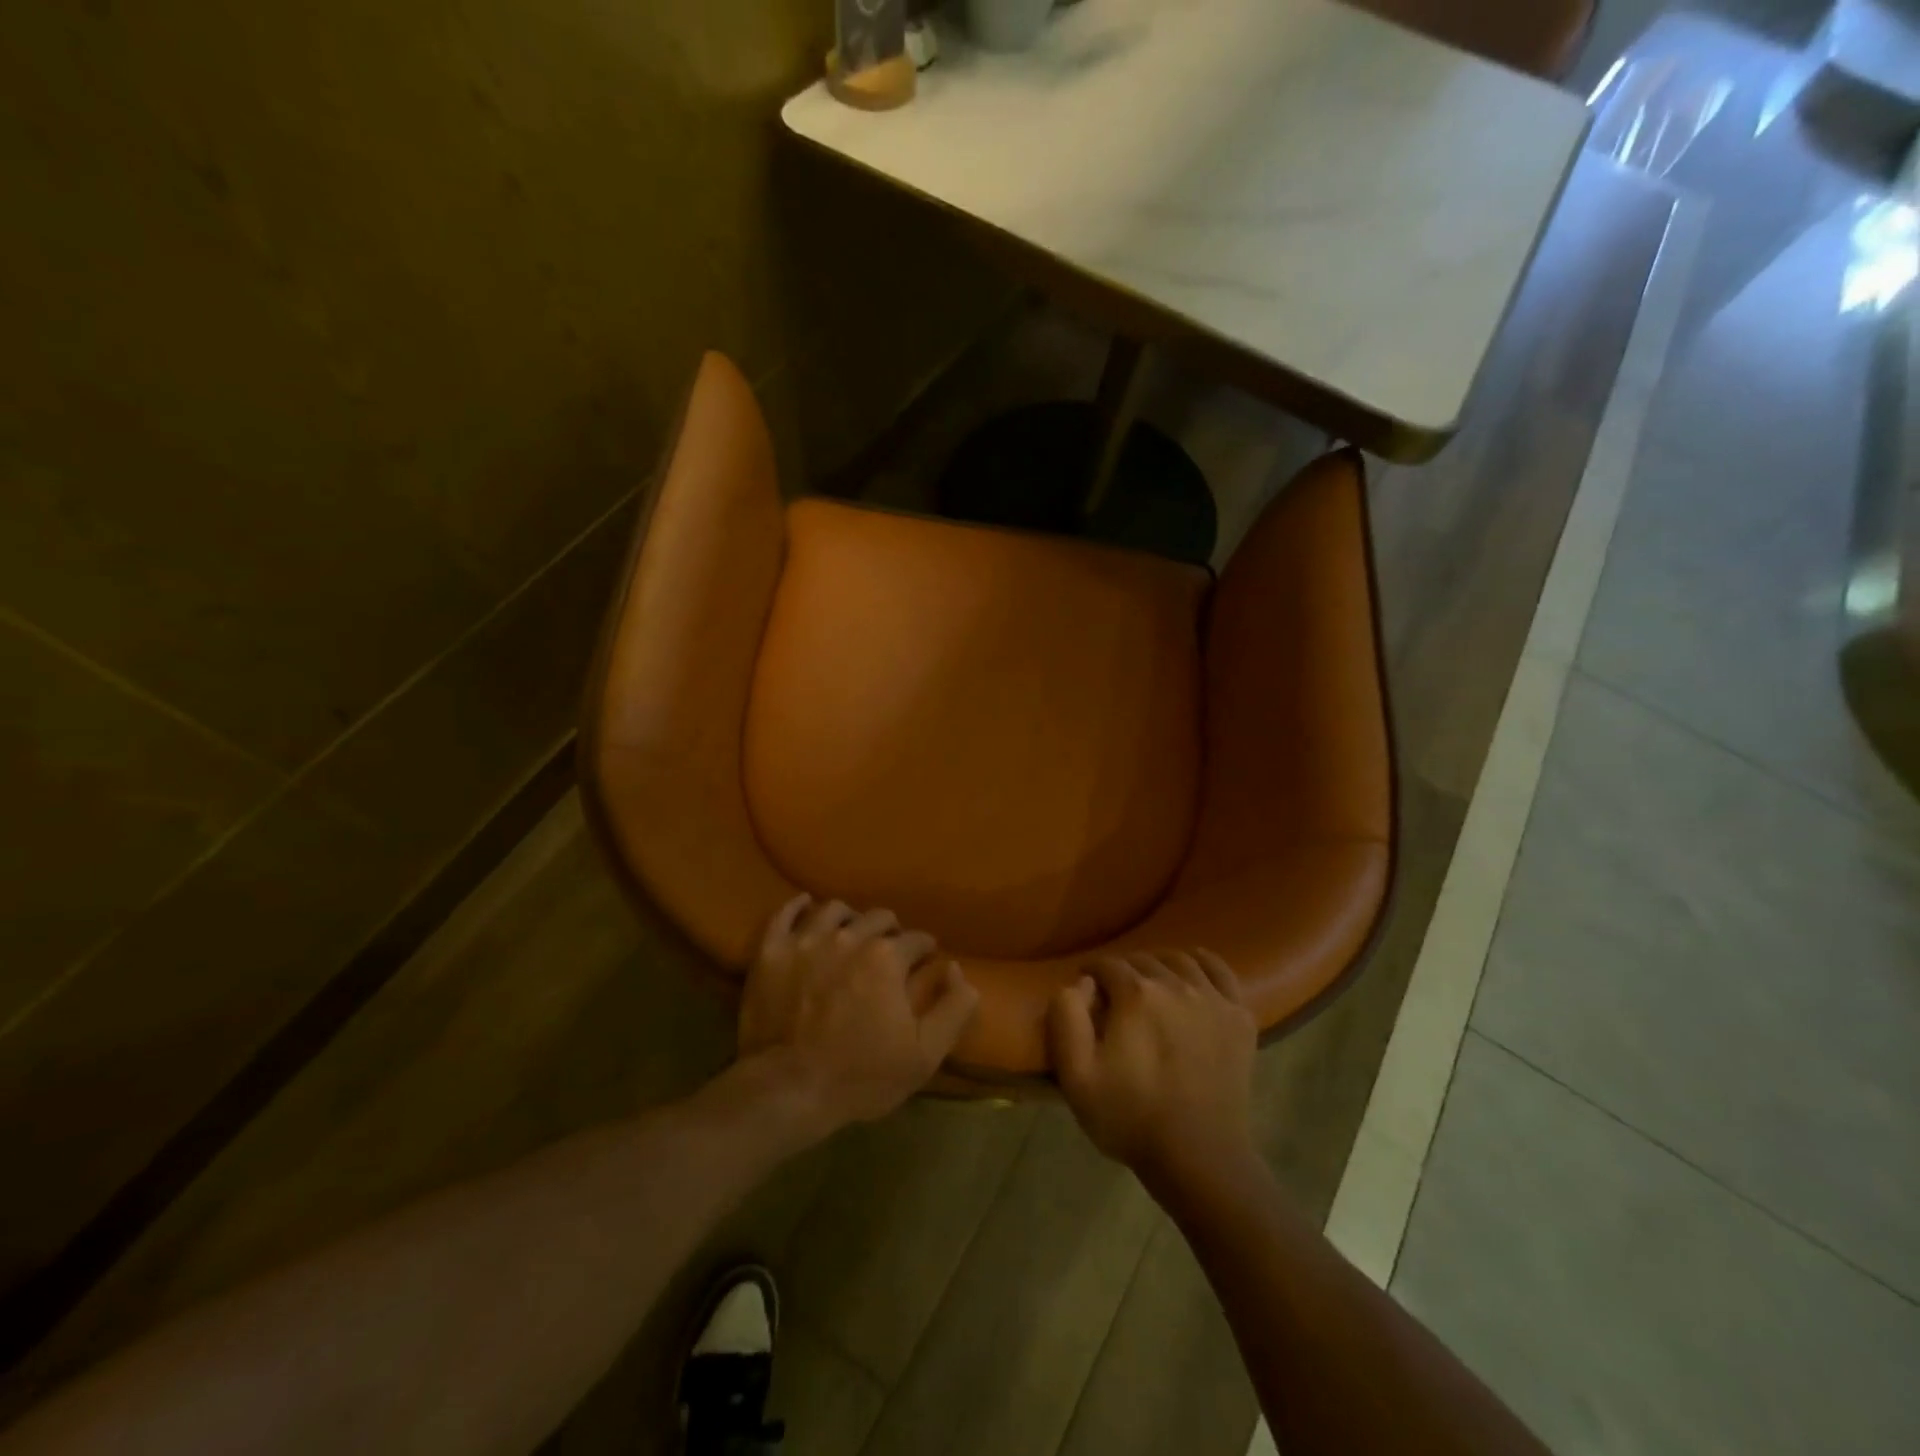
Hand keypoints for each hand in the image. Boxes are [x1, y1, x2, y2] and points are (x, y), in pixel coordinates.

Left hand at [740, 894, 979, 1134]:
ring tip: (850, 934)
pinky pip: (785, 914)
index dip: (925, 950)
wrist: (787, 1091)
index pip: (916, 939)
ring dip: (849, 919)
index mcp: (887, 957)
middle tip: (888, 951)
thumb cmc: (860, 1076)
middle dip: (890, 931)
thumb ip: (954, 1007)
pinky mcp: (770, 951)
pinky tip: (806, 907)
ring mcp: (805, 940)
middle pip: (878, 918)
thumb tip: (956, 968)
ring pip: (834, 910)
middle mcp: (848, 936)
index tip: (925, 960)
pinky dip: (798, 907)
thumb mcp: (925, 1054)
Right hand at [1048, 951, 1258, 1196]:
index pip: (1106, 964)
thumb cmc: (1131, 1117)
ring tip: (1150, 986)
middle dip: (1123, 971)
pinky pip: (1220, 971)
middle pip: (1143, 960)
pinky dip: (1202, 962)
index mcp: (1136, 995)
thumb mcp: (1076, 1076)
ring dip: (1159, 965)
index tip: (1085, 992)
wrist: (1199, 1158)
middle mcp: (1176, 984)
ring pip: (1180, 960)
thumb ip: (1066, 1018)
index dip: (1090, 973)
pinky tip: (1192, 972)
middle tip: (1114, 997)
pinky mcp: (1239, 1017)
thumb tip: (1079, 982)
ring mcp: (1213, 999)